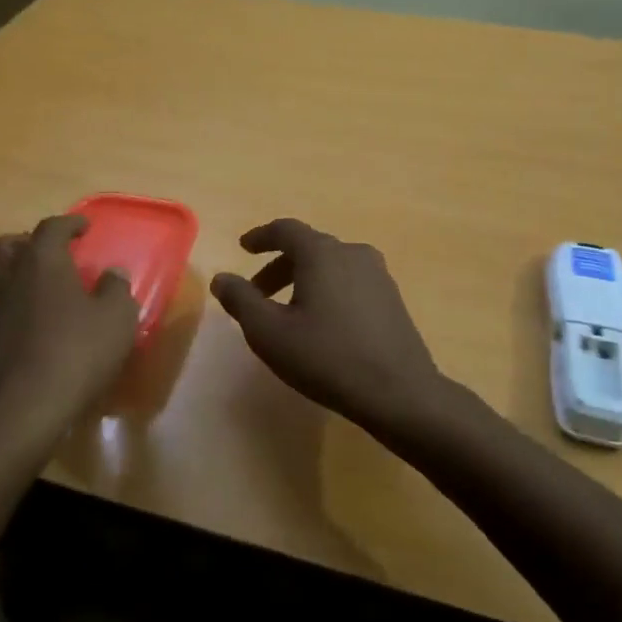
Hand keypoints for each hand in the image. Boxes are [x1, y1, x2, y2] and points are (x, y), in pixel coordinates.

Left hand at [0, 215, 138, 441]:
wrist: (18, 412)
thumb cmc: (75, 356)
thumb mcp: (116, 321)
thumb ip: (116, 290)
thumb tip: (112, 273)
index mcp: (40, 260)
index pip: (52, 227)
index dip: (69, 223)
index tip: (83, 227)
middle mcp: (2, 272)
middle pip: (8, 244)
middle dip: (29, 243)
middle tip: (50, 255)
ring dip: (2, 270)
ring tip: (20, 283)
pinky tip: (5, 319)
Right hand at [210, 218, 445, 429]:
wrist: (398, 391)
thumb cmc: (326, 357)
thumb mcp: (269, 333)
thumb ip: (241, 300)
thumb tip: (222, 278)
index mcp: (322, 253)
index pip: (286, 230)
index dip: (261, 236)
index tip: (244, 248)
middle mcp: (353, 253)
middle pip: (309, 248)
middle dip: (278, 266)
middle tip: (257, 293)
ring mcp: (378, 275)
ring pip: (331, 266)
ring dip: (303, 280)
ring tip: (287, 312)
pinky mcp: (392, 299)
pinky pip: (350, 282)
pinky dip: (327, 291)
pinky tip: (322, 324)